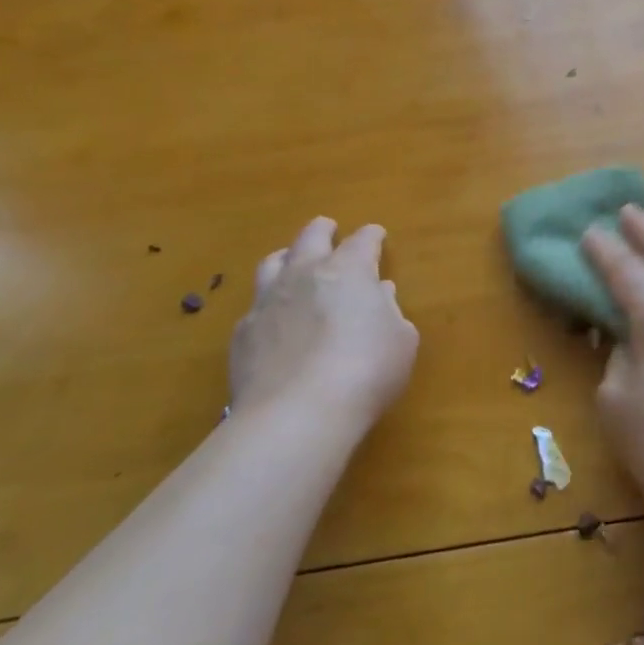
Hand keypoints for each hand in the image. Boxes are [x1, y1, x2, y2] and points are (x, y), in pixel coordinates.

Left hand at [230, 218, 417, 428]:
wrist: (296, 415)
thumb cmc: (366, 371)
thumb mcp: (400, 341)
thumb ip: (390, 312)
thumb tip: (378, 294)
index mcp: (349, 269)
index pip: (363, 239)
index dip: (372, 236)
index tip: (377, 236)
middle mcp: (306, 274)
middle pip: (311, 236)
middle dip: (323, 230)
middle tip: (329, 230)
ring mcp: (269, 302)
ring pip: (273, 263)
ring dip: (287, 258)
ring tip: (292, 262)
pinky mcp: (242, 334)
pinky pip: (255, 307)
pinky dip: (268, 306)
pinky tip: (274, 322)